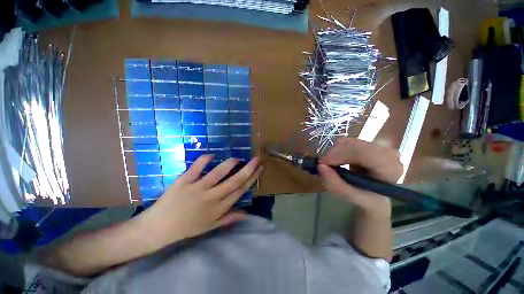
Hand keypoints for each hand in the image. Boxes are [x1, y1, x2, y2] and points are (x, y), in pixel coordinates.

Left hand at [138, 155, 261, 248]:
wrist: (157, 228)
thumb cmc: (186, 228)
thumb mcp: (209, 227)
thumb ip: (228, 219)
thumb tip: (246, 214)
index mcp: (218, 208)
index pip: (240, 190)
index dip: (252, 179)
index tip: (259, 169)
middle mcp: (211, 197)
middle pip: (235, 181)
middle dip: (248, 169)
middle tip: (256, 159)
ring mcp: (197, 188)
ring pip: (218, 173)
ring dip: (230, 164)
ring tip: (237, 158)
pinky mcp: (184, 181)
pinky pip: (196, 168)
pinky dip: (204, 160)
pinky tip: (211, 155)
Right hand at [318, 138, 402, 218]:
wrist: (375, 192)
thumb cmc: (366, 197)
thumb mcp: (351, 196)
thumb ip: (336, 184)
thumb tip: (321, 166)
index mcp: (390, 169)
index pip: (365, 153)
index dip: (341, 155)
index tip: (324, 163)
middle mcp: (388, 153)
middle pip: (355, 145)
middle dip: (335, 153)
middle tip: (324, 164)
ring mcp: (379, 145)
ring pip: (350, 141)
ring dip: (335, 151)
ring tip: (332, 163)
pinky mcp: (369, 142)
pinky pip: (348, 141)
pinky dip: (338, 149)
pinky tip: (338, 159)